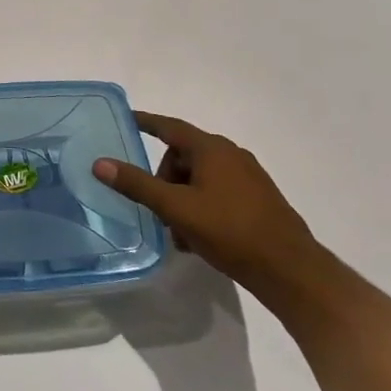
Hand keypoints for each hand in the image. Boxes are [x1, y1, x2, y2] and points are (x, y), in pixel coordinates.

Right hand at [93, 112, 320, 300]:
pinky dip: (200, 206)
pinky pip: (217, 192)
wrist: (291, 271)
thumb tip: (100, 163)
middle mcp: (231, 155)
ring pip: (199, 178)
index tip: (126, 119)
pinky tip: (197, 238)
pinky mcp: (258, 200)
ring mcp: (248, 178)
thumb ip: (137, 184)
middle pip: (182, 156)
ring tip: (177, 231)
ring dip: (181, 198)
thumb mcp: (176, 208)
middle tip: (156, 209)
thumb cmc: (230, 231)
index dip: (146, 123)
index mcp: (212, 149)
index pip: (169, 127)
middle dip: (163, 179)